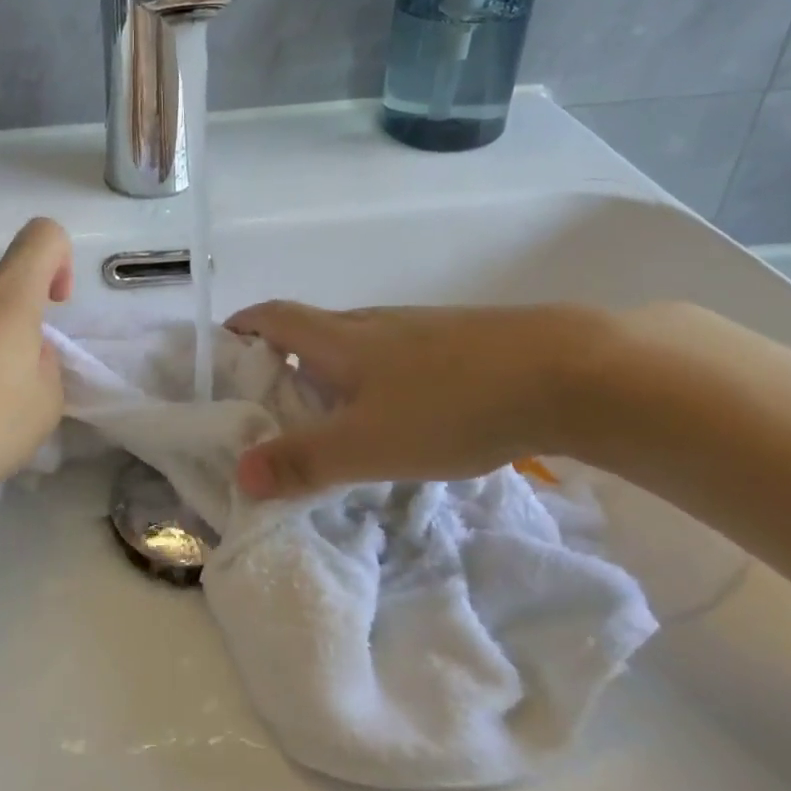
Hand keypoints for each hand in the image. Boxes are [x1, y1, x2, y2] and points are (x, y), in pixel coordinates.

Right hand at [224, 300, 605, 498]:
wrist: (567, 373)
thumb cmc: (449, 404)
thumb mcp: (366, 444)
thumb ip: (302, 461)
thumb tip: (240, 474)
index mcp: (339, 338)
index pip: (273, 316)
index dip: (242, 325)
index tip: (223, 347)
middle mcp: (372, 323)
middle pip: (311, 328)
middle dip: (282, 356)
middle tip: (272, 400)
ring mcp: (418, 329)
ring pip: (357, 344)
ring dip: (331, 368)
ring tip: (332, 414)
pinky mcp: (458, 342)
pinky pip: (396, 355)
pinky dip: (375, 377)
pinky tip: (401, 413)